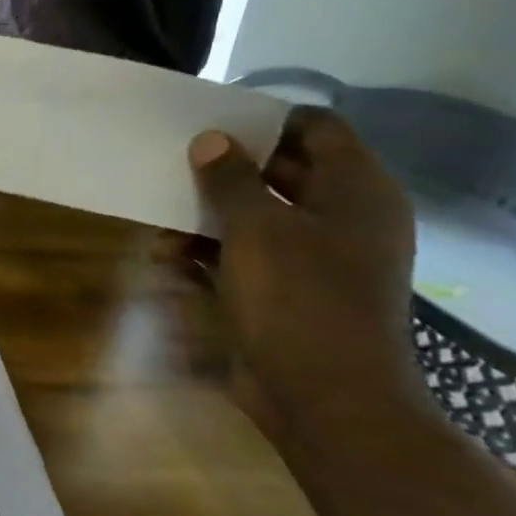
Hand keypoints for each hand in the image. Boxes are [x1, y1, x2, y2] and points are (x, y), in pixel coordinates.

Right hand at [187, 106, 417, 430]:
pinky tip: (167, 257)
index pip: (317, 128)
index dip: (266, 118)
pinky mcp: (288, 290)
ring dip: (206, 214)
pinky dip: (208, 250)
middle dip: (224, 168)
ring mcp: (316, 256)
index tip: (212, 119)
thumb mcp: (256, 228)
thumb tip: (211, 139)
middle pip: (280, 170)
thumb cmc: (299, 298)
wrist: (324, 397)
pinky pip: (245, 252)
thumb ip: (230, 178)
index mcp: (355, 191)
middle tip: (173, 161)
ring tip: (160, 222)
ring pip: (256, 214)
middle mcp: (341, 217)